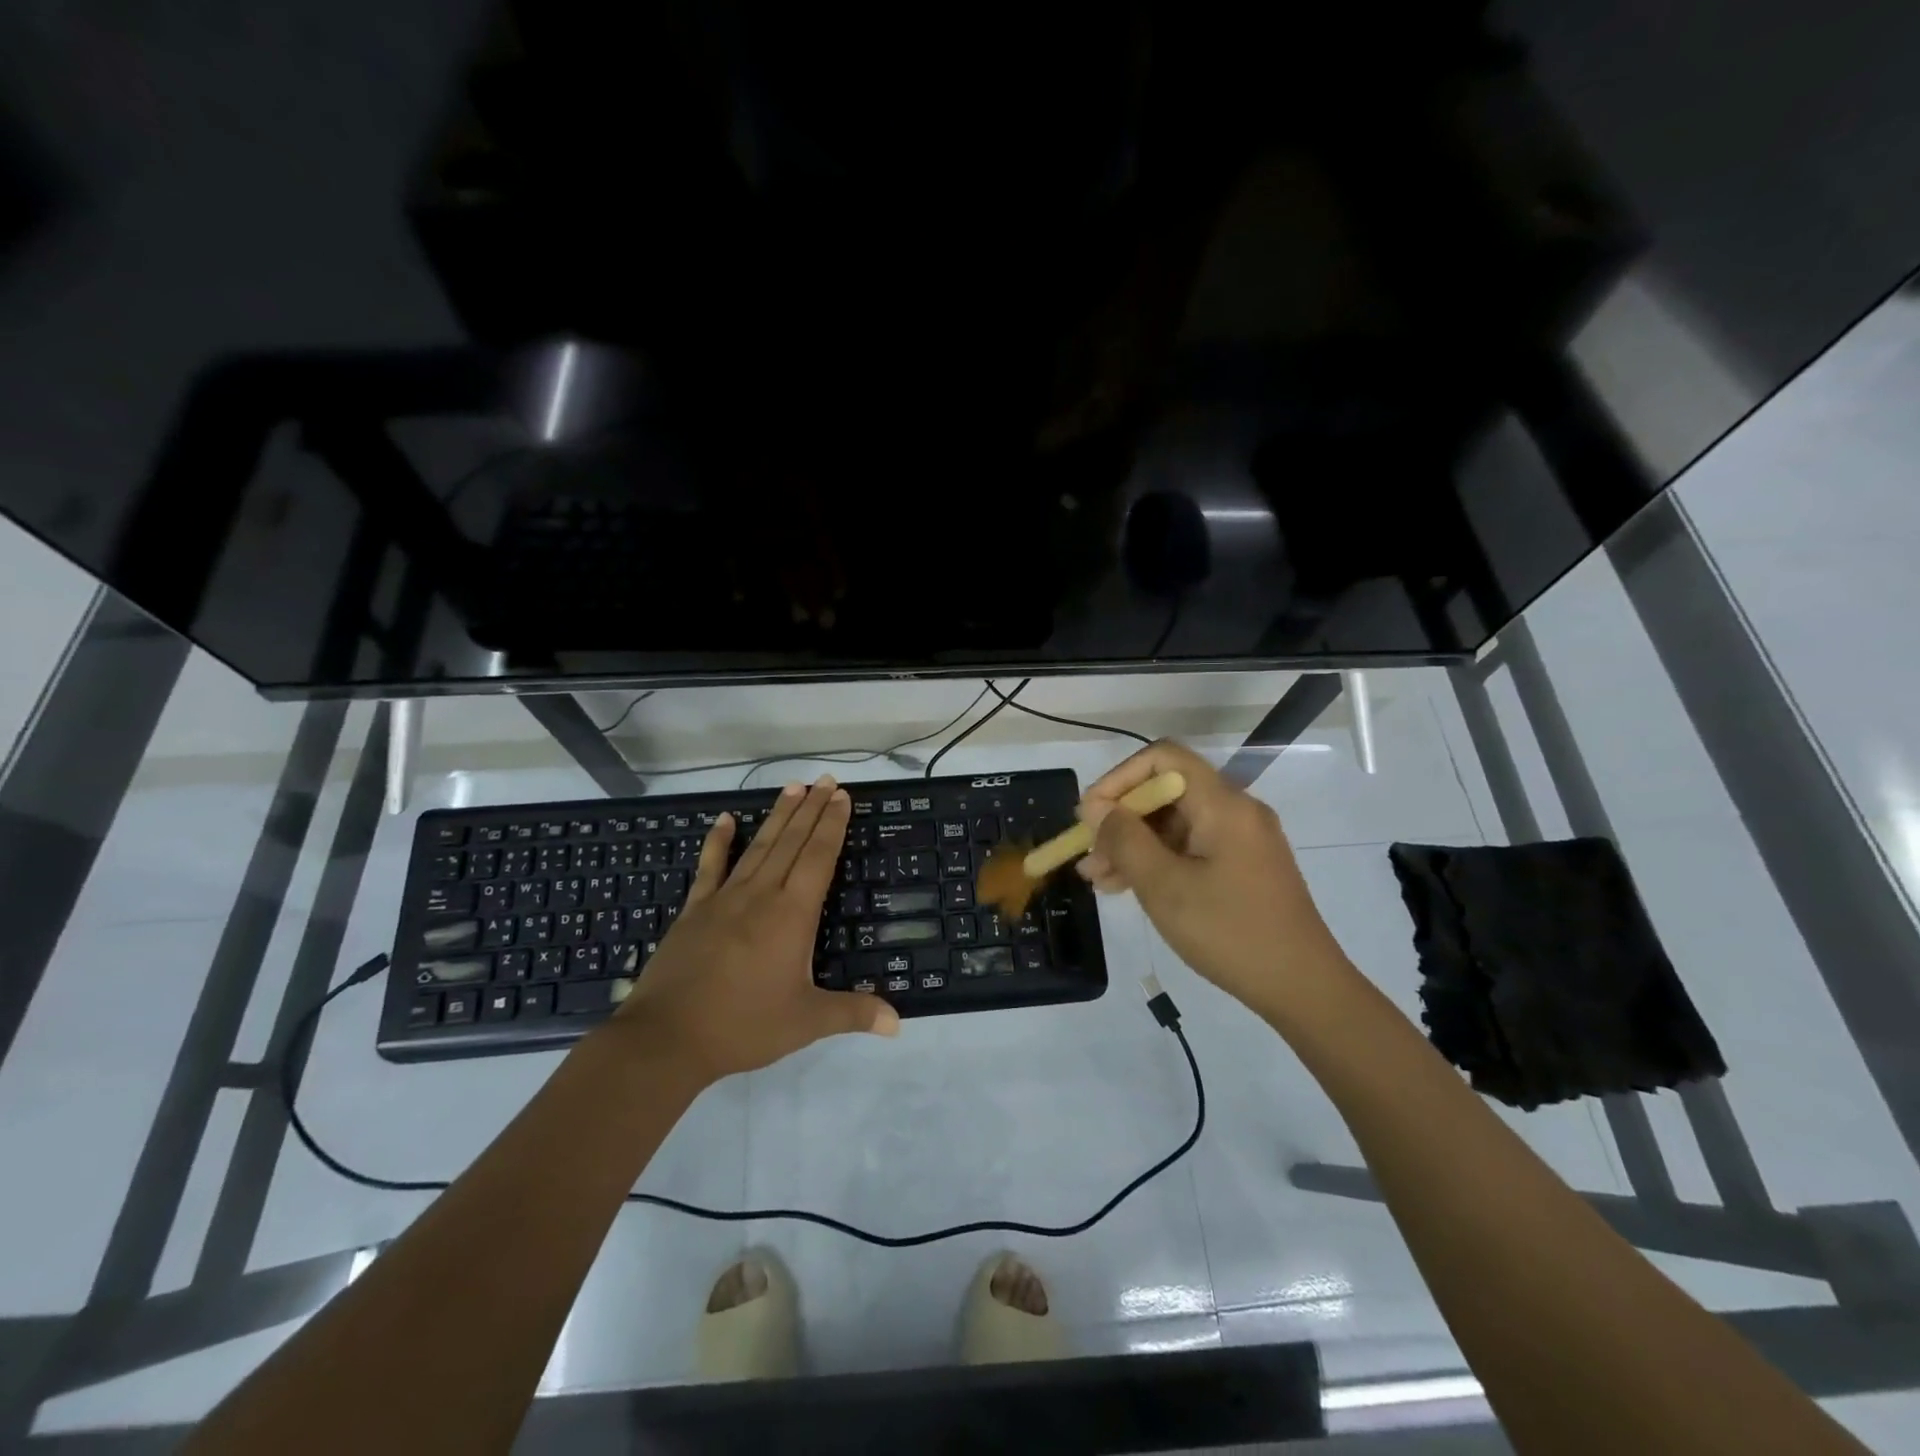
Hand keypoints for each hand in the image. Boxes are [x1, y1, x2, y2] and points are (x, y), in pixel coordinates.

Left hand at [609, 777, 897, 1081]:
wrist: (667, 1038)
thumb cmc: (744, 1026)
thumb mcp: (806, 1022)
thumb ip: (853, 1013)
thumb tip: (898, 1022)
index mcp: (792, 914)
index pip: (818, 857)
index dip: (832, 825)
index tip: (842, 797)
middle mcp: (761, 895)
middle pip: (791, 841)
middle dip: (812, 809)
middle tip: (826, 780)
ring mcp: (724, 898)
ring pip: (758, 846)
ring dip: (778, 815)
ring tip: (793, 787)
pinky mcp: (695, 910)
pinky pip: (710, 867)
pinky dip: (717, 841)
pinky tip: (723, 819)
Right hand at [1077, 740, 1351, 1016]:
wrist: (1302, 988)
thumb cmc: (1229, 932)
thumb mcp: (1164, 886)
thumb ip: (1124, 839)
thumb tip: (1095, 807)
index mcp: (1223, 804)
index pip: (1163, 758)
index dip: (1119, 778)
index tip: (1091, 815)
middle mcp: (1235, 811)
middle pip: (1166, 792)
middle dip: (1121, 819)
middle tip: (1087, 856)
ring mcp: (1241, 839)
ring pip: (1174, 824)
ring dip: (1133, 845)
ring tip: (1097, 879)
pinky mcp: (1242, 866)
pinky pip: (1190, 847)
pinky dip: (1157, 861)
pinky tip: (1126, 887)